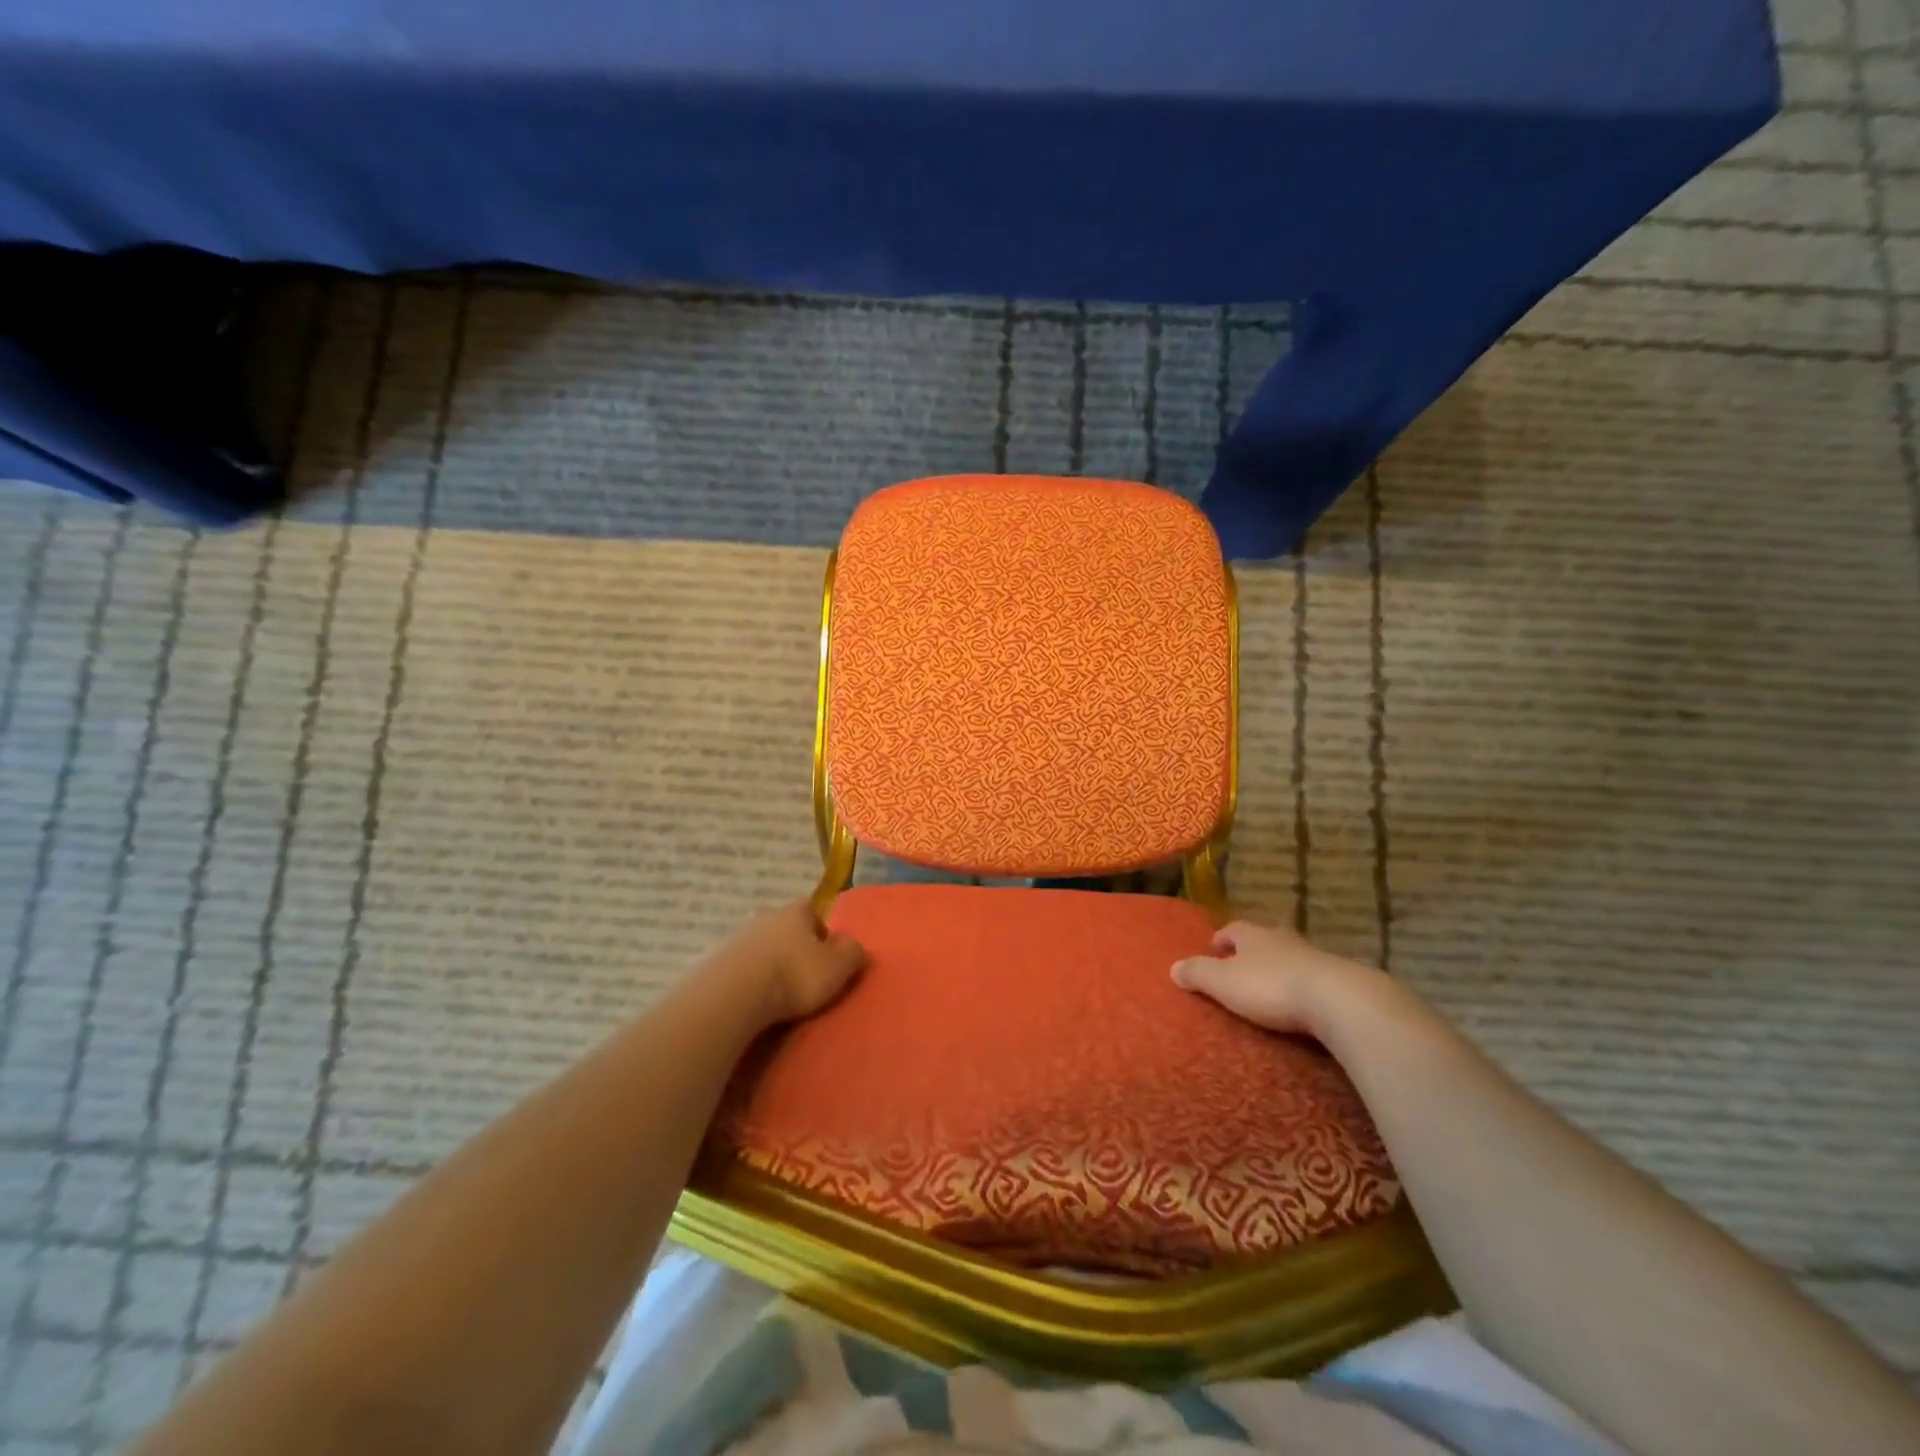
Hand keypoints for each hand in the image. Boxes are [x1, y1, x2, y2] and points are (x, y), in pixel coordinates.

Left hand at [716, 901, 865, 1026]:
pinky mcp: (715, 961)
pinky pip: (740, 967)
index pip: (813, 912)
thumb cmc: (794, 975)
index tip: (825, 958)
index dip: (822, 933)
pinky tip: (753, 1000)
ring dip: (768, 963)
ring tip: (776, 992)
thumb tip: (851, 944)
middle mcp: (765, 916)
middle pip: (784, 928)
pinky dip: (748, 979)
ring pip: (761, 946)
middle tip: (802, 976)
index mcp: (796, 911)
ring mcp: (737, 937)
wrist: (734, 994)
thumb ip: (852, 952)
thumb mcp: (838, 967)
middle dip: (793, 947)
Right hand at [1171, 920, 1377, 1036]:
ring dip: (1280, 967)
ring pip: (1290, 956)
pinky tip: (1302, 1001)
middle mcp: (1282, 939)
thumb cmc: (1271, 986)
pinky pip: (1313, 978)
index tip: (1215, 946)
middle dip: (1252, 950)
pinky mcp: (1339, 980)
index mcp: (1253, 935)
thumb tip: (1173, 967)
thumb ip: (1198, 973)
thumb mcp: (1224, 982)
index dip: (1223, 938)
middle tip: (1241, 963)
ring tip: (1271, 984)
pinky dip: (1304, 986)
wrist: (1338, 1000)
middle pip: (1263, 939)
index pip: (1233, 930)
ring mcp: (1314, 957)